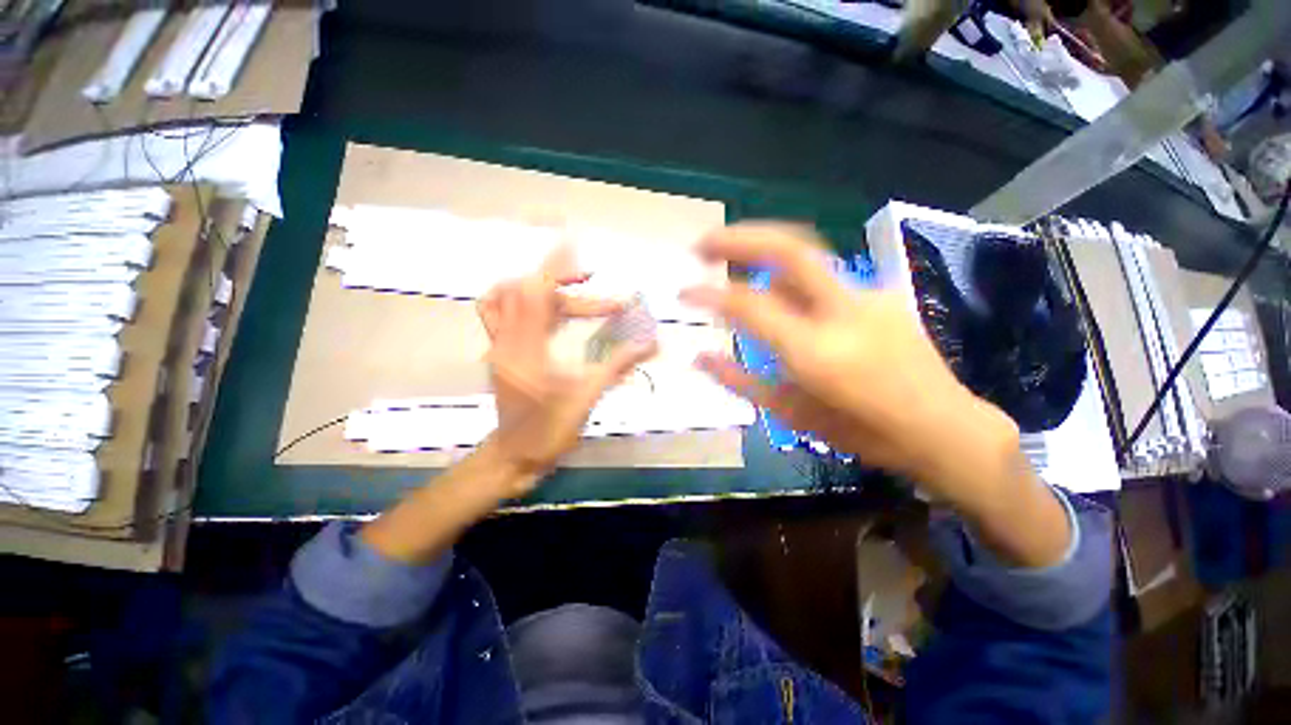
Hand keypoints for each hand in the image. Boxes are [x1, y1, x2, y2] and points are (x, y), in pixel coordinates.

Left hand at [477, 246, 657, 487]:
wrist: (514, 456)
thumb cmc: (550, 431)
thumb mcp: (587, 397)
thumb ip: (617, 365)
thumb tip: (650, 343)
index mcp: (525, 351)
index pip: (534, 293)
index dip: (554, 267)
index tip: (576, 249)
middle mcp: (505, 341)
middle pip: (523, 289)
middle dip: (560, 279)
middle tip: (593, 284)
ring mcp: (496, 345)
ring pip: (505, 296)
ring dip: (539, 286)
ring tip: (573, 292)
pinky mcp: (498, 350)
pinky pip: (499, 310)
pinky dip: (521, 298)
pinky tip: (549, 309)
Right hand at [681, 223, 1020, 505]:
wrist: (942, 428)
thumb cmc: (859, 432)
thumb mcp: (789, 413)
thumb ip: (739, 380)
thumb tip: (698, 357)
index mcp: (815, 352)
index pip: (749, 305)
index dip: (709, 294)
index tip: (683, 292)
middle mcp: (843, 312)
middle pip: (787, 249)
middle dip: (737, 238)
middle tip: (701, 244)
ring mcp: (868, 294)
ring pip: (806, 253)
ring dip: (762, 248)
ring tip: (731, 259)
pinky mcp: (881, 291)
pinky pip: (823, 275)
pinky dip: (789, 275)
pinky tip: (779, 292)